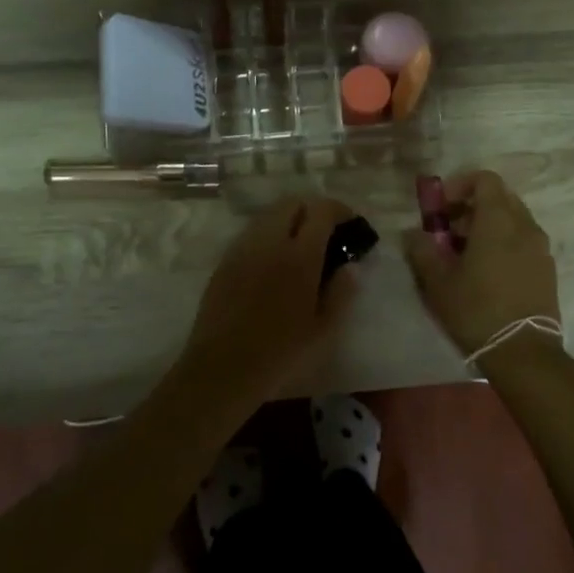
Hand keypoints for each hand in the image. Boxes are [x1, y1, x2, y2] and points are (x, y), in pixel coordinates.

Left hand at [179, 195, 357, 399]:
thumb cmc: (280, 353)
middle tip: (326, 233)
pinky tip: (274, 263)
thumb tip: (351, 266)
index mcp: (299, 256)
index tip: (351, 224)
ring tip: (300, 247)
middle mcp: (269, 242)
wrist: (222, 369)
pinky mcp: (224, 261)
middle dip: (313, 209)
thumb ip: (342, 292)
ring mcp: (242, 249)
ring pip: (268, 215)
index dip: (340, 210)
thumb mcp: (324, 329)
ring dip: (289, 220)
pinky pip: (251, 234)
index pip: (321, 210)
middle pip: (292, 203)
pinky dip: (268, 235)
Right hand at [402, 170, 562, 365]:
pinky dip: (504, 243)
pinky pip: (523, 241)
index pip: (485, 179)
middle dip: (472, 207)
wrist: (523, 352)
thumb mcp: (437, 281)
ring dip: (488, 226)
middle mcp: (525, 226)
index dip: (460, 185)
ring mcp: (540, 248)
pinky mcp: (547, 269)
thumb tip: (413, 233)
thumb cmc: (476, 310)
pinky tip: (487, 272)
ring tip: (465, 255)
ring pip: (513, 220)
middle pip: (500, 198)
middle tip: (449, 231)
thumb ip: (422, 249)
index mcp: (498, 220)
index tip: (441, 207)